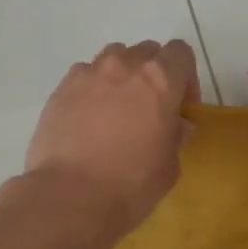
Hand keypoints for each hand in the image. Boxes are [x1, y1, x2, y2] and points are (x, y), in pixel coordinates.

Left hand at [22, 40, 199, 238]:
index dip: (185, 76)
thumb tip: (177, 124)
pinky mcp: (62, 87)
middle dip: (152, 74)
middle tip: (148, 108)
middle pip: (146, 51)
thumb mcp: (169, 166)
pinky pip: (84, 75)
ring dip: (121, 75)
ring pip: (113, 57)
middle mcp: (125, 65)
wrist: (69, 197)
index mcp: (160, 79)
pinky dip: (91, 89)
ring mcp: (89, 73)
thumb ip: (176, 135)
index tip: (180, 105)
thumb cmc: (130, 184)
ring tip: (115, 109)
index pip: (180, 52)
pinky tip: (87, 118)